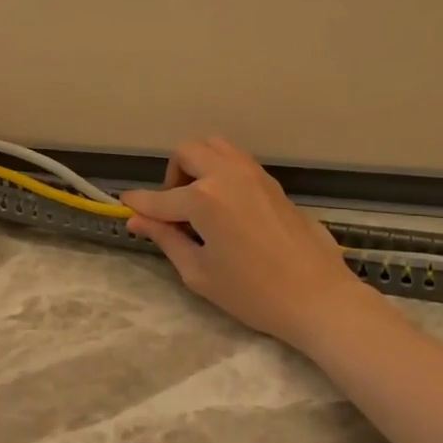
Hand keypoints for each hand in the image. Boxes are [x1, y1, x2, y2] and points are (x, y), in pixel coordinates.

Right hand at [120, 137, 382, 348]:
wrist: (318, 297)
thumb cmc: (253, 293)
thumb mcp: (199, 272)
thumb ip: (166, 239)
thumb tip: (137, 221)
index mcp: (204, 199)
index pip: (161, 198)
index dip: (139, 204)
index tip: (125, 205)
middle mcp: (227, 174)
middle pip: (188, 152)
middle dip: (172, 175)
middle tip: (174, 208)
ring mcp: (254, 174)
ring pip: (215, 146)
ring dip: (198, 164)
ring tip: (199, 202)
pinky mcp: (272, 182)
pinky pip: (237, 160)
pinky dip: (220, 169)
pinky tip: (224, 204)